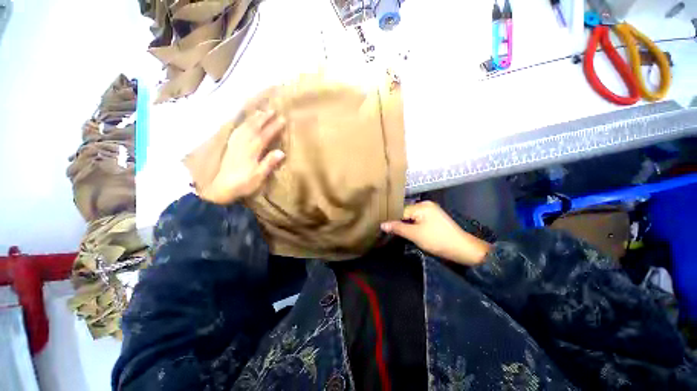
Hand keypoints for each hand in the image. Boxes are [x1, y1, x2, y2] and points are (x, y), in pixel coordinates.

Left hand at [199, 110, 285, 204]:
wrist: (222, 188)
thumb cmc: (244, 183)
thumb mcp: (259, 176)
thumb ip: (269, 163)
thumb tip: (281, 152)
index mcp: (252, 151)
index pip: (265, 135)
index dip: (274, 127)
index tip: (282, 119)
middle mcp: (243, 144)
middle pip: (254, 127)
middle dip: (264, 118)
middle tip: (273, 110)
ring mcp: (235, 144)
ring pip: (245, 127)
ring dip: (253, 118)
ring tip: (261, 111)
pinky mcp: (230, 146)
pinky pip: (237, 130)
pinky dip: (242, 123)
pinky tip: (245, 122)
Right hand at [381, 201, 491, 265]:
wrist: (462, 249)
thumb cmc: (437, 240)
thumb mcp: (415, 234)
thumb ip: (398, 228)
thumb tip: (382, 224)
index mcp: (422, 206)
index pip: (401, 211)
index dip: (392, 220)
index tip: (383, 228)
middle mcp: (426, 205)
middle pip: (406, 213)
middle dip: (399, 222)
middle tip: (389, 231)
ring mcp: (431, 211)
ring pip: (412, 217)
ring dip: (405, 224)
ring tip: (397, 232)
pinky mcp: (434, 218)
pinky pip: (418, 219)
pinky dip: (413, 225)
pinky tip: (409, 231)